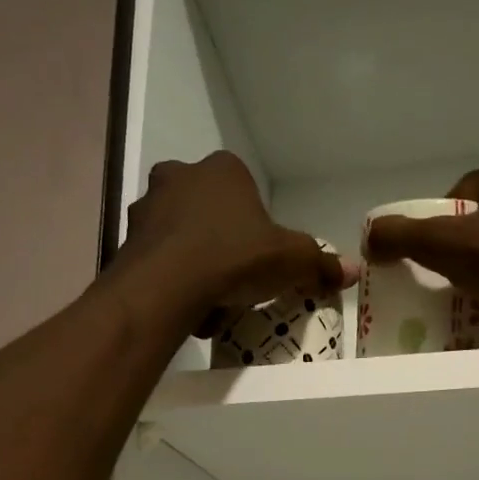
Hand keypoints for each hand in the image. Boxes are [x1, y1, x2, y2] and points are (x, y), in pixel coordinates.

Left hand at [121, 150, 356, 334]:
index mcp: (222, 169)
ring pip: (181, 238)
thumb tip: (353, 271)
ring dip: (197, 266)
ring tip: (211, 303)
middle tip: (237, 282)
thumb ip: (321, 264)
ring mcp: (146, 208)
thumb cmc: (234, 258)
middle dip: (223, 246)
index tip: (261, 261)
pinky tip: (186, 310)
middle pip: (211, 214)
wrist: (166, 288)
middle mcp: (178, 176)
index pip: (246, 192)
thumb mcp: (292, 261)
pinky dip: (173, 283)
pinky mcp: (125, 242)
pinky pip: (158, 262)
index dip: (257, 229)